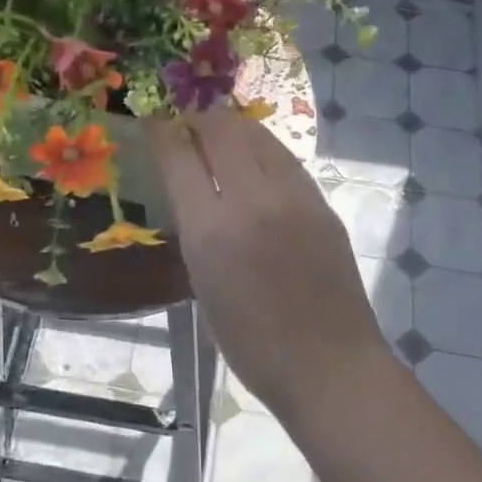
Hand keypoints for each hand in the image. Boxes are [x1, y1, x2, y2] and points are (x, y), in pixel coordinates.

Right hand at [146, 108, 387, 418]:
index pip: (179, 158)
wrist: (328, 364)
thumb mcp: (203, 286)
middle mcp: (252, 201)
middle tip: (186, 121)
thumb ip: (196, 230)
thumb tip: (193, 189)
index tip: (153, 119)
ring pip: (258, 136)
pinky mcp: (322, 204)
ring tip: (218, 131)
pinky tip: (255, 159)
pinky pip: (285, 160)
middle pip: (221, 130)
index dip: (162, 131)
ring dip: (232, 126)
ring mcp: (294, 198)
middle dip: (198, 117)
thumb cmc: (251, 343)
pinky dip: (262, 149)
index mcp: (211, 231)